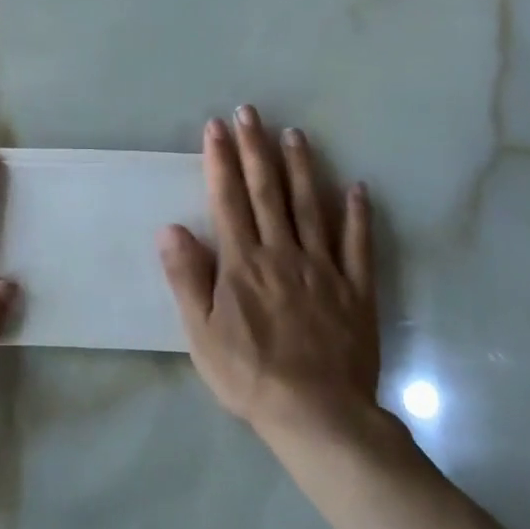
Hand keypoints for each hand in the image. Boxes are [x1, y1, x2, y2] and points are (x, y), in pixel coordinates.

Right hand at [158, 108, 385, 445]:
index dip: (220, 160)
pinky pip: (358, 245)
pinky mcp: (355, 289)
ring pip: (311, 206)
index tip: (216, 126)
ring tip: (295, 134)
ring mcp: (323, 268)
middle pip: (267, 192)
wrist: (318, 416)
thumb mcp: (201, 332)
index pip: (228, 199)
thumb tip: (171, 227)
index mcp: (243, 262)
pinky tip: (357, 188)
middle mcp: (282, 253)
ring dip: (301, 167)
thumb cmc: (249, 374)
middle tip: (251, 112)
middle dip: (256, 149)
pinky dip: (357, 215)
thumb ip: (187, 277)